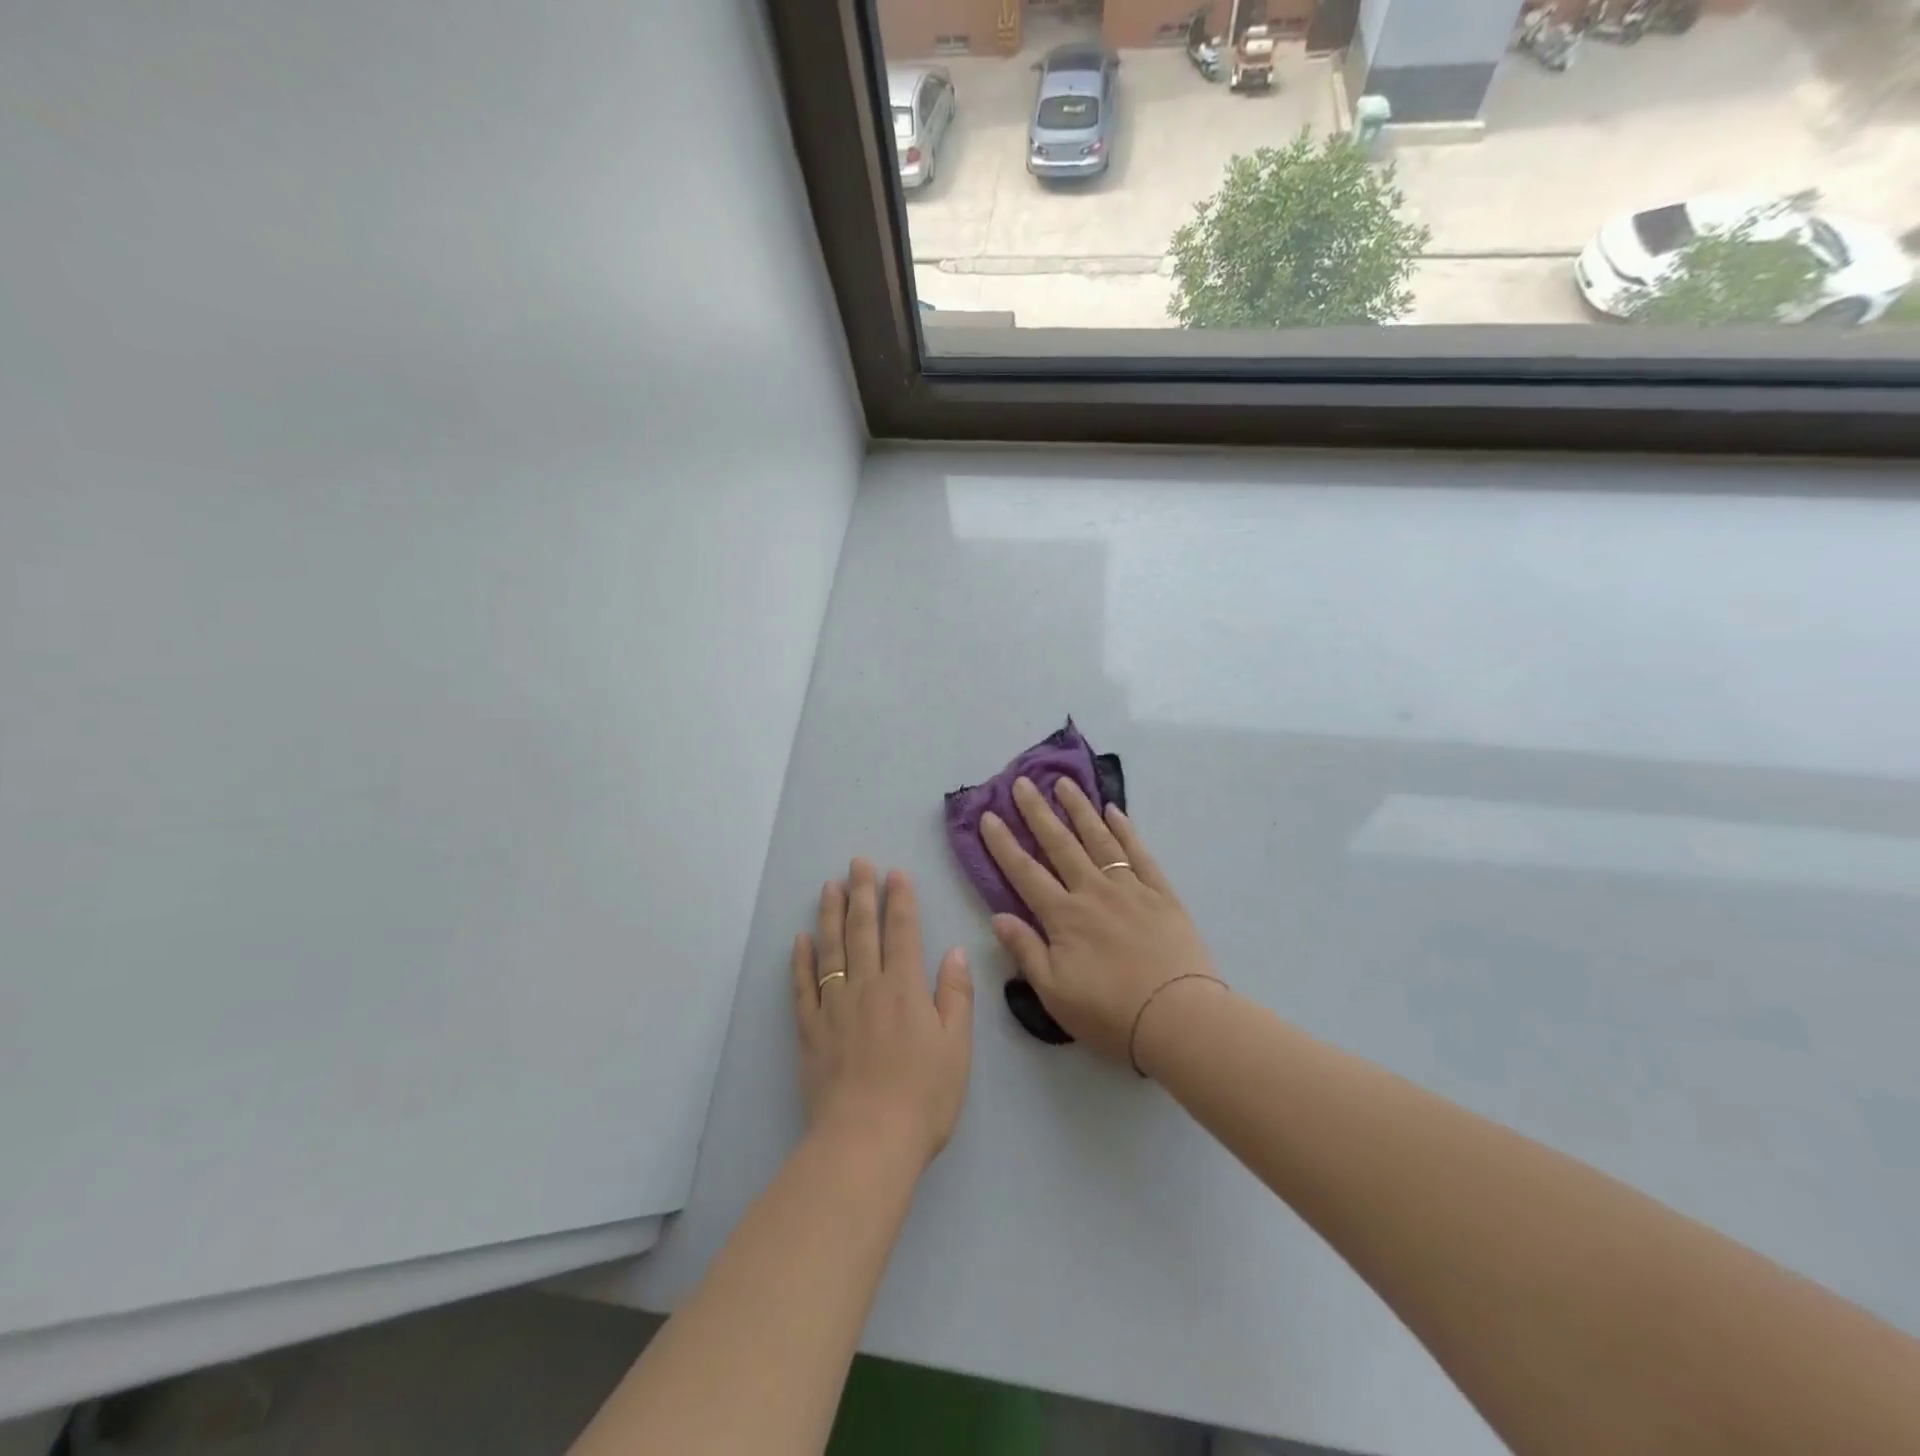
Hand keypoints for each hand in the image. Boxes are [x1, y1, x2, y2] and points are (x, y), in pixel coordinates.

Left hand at [791, 859, 973, 1169]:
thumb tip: (955, 951)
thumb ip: (955, 995)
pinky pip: (802, 987)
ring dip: (830, 915)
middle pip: (863, 931)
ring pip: (831, 950)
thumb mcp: (956, 1048)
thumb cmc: (922, 1098)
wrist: (867, 1142)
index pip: (902, 932)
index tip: (894, 873)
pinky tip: (799, 940)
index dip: (900, 900)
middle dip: (862, 893)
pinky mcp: (810, 1031)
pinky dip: (800, 961)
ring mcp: (834, 1007)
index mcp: (905, 989)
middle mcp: (867, 987)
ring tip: (829, 887)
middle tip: (857, 863)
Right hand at [981, 778, 1220, 1068]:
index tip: (989, 815)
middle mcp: (1093, 891)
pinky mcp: (1161, 893)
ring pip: (1099, 839)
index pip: (1025, 872)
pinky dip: (1125, 830)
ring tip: (1064, 783)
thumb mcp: (1054, 993)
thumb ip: (1025, 951)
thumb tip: (997, 916)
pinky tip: (1114, 811)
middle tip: (1023, 782)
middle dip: (1037, 812)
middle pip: (1060, 844)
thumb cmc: (1110, 1013)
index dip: (1004, 843)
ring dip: (1079, 809)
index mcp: (1064, 916)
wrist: (1179, 1018)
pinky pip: (1139, 853)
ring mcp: (1129, 888)